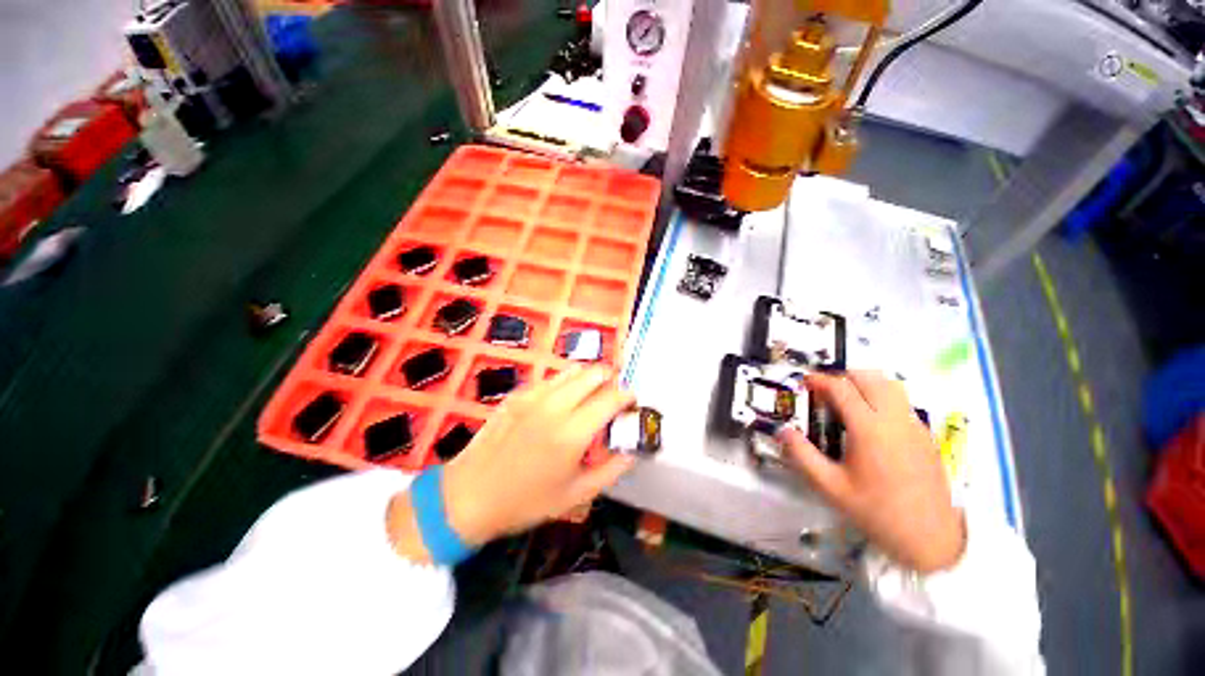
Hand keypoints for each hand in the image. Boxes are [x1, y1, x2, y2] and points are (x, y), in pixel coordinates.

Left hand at [388, 367, 635, 561]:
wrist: (468, 495)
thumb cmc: (525, 502)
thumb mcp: (575, 495)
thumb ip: (611, 470)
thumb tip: (633, 451)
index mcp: (572, 432)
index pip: (612, 397)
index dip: (628, 396)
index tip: (633, 403)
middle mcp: (555, 405)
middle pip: (595, 373)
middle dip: (612, 379)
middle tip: (615, 397)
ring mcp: (534, 395)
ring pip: (574, 370)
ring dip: (590, 378)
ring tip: (593, 396)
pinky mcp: (519, 394)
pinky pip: (552, 379)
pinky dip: (568, 384)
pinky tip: (564, 403)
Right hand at [778, 371, 965, 572]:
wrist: (930, 538)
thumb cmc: (875, 511)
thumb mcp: (830, 486)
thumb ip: (802, 455)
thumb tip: (782, 431)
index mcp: (868, 428)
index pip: (841, 388)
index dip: (820, 380)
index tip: (805, 381)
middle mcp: (894, 419)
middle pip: (869, 377)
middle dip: (842, 375)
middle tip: (824, 388)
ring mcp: (914, 425)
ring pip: (890, 385)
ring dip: (865, 382)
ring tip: (847, 397)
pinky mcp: (925, 435)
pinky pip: (901, 402)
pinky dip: (881, 396)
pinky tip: (870, 419)